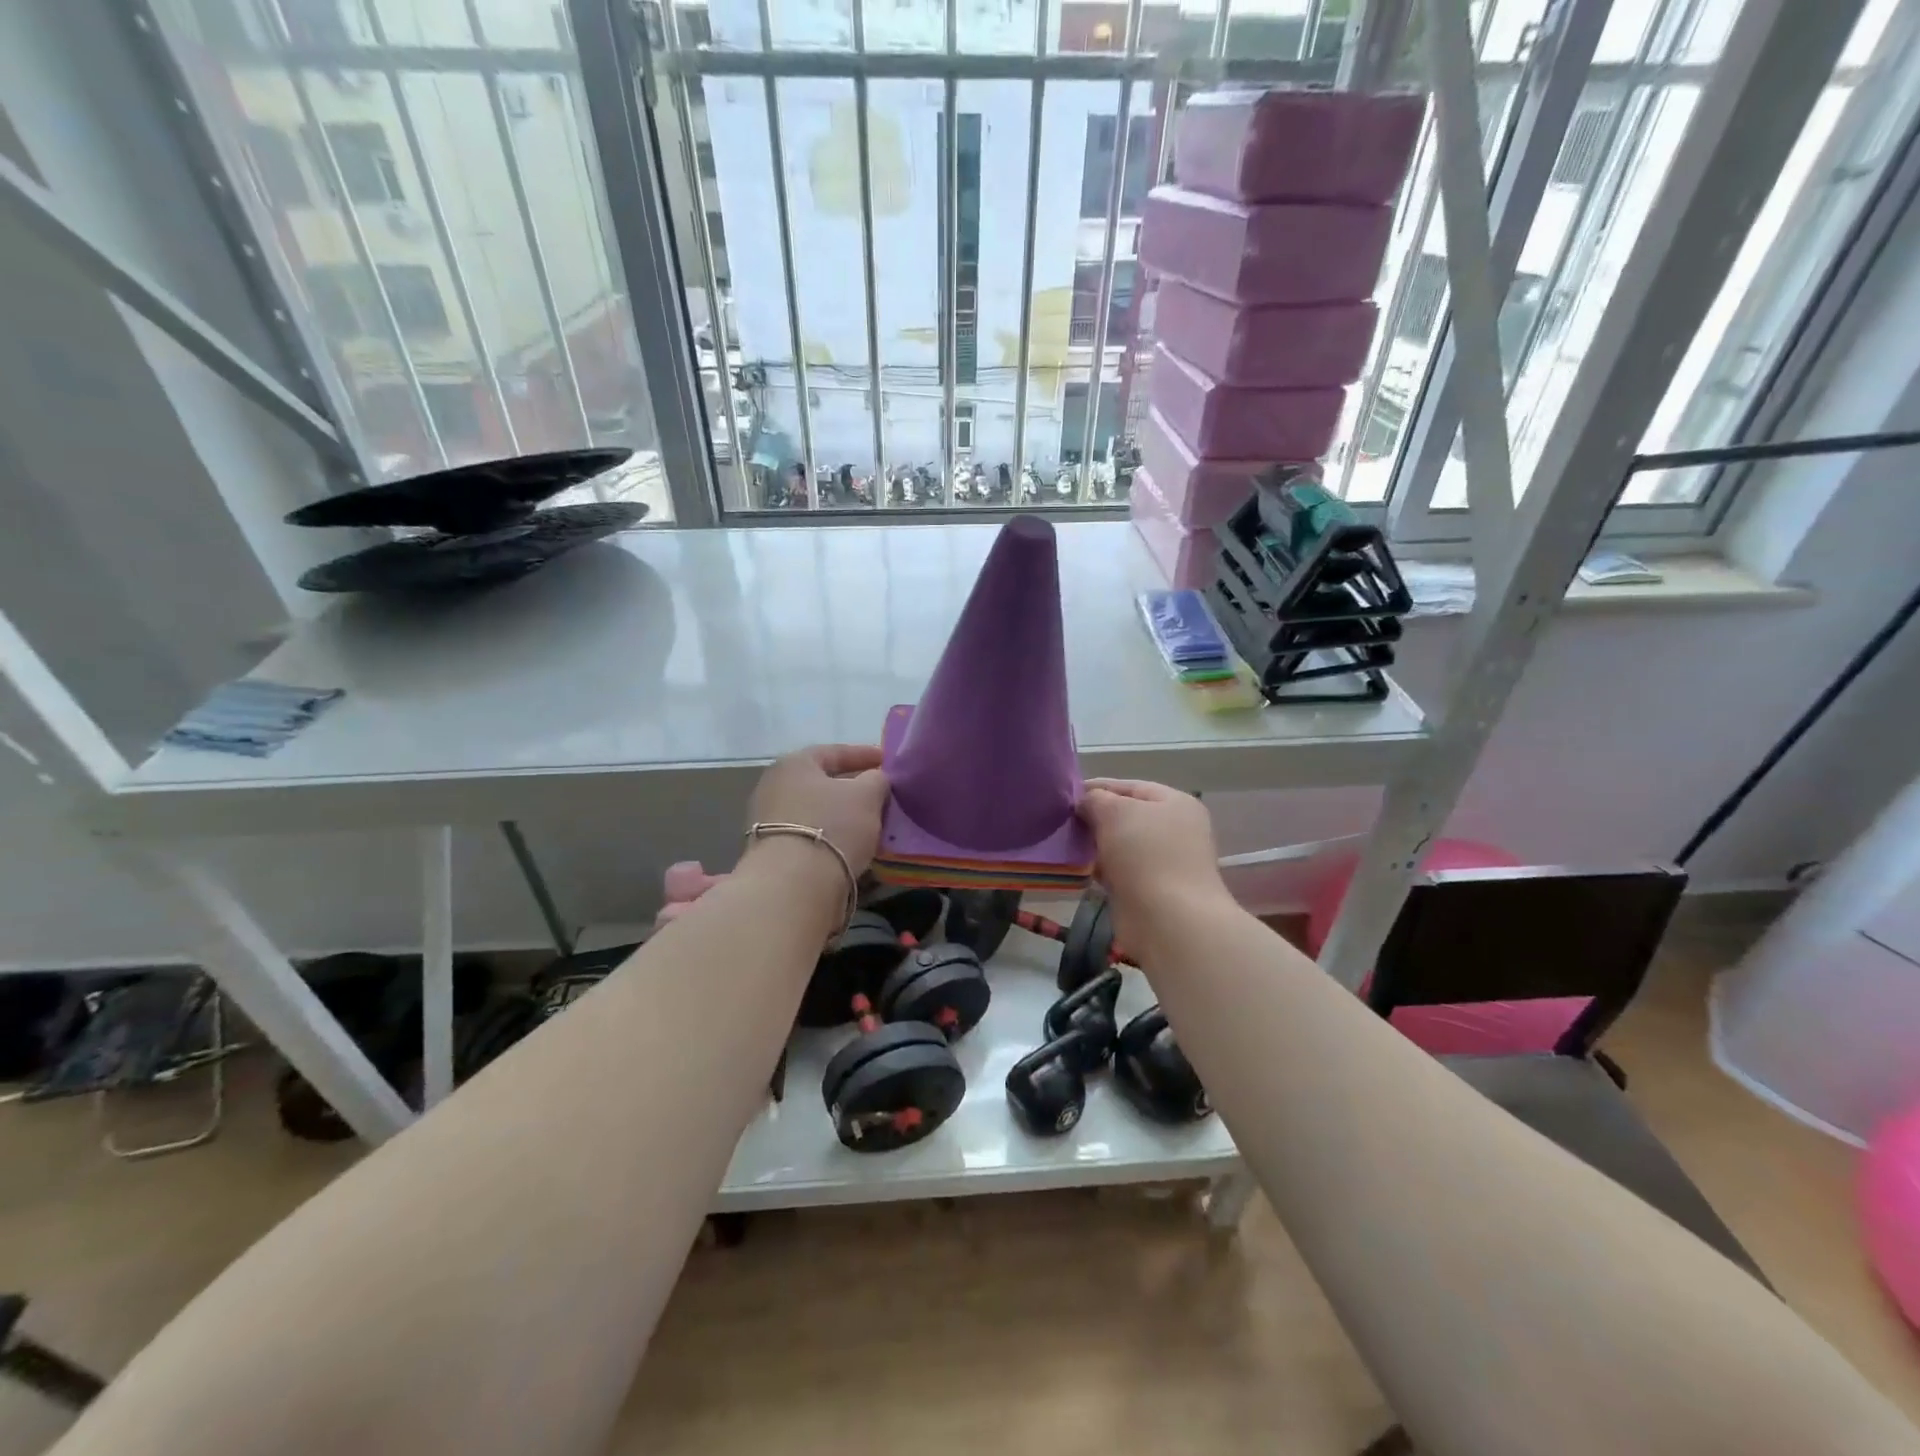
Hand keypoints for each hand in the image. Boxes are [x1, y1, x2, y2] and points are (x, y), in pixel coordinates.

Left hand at [746, 744, 889, 876]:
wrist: (794, 884)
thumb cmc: (832, 826)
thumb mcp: (867, 795)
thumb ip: (876, 780)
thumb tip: (875, 780)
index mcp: (793, 764)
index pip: (834, 752)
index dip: (864, 754)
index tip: (887, 762)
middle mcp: (774, 787)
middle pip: (822, 783)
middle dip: (852, 788)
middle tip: (880, 794)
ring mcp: (768, 821)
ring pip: (816, 811)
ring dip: (842, 815)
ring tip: (870, 823)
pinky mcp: (772, 852)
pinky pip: (810, 835)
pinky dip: (831, 836)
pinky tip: (851, 845)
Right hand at [1077, 779, 1229, 950]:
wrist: (1168, 920)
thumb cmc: (1145, 854)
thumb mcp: (1115, 812)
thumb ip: (1095, 799)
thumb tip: (1084, 803)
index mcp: (1175, 804)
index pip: (1130, 787)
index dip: (1097, 787)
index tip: (1065, 795)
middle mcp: (1174, 830)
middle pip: (1125, 816)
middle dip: (1093, 818)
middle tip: (1061, 821)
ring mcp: (1164, 862)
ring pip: (1120, 845)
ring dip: (1094, 845)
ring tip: (1064, 844)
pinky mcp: (1150, 890)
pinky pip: (1119, 871)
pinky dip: (1100, 869)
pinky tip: (1078, 868)